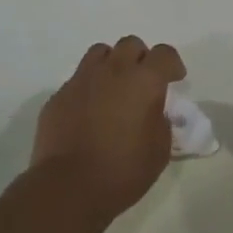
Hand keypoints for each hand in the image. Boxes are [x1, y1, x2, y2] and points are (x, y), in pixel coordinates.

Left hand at [31, 37, 186, 221]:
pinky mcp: (58, 96)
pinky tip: (88, 112)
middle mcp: (113, 70)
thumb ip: (160, 121)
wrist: (69, 187)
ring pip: (100, 53)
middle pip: (130, 44)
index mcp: (144, 81)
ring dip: (112, 64)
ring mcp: (82, 80)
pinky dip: (88, 88)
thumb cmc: (123, 170)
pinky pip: (78, 80)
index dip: (172, 64)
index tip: (174, 79)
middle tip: (143, 82)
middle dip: (141, 58)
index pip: (164, 53)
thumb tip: (153, 112)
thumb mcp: (159, 150)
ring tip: (114, 88)